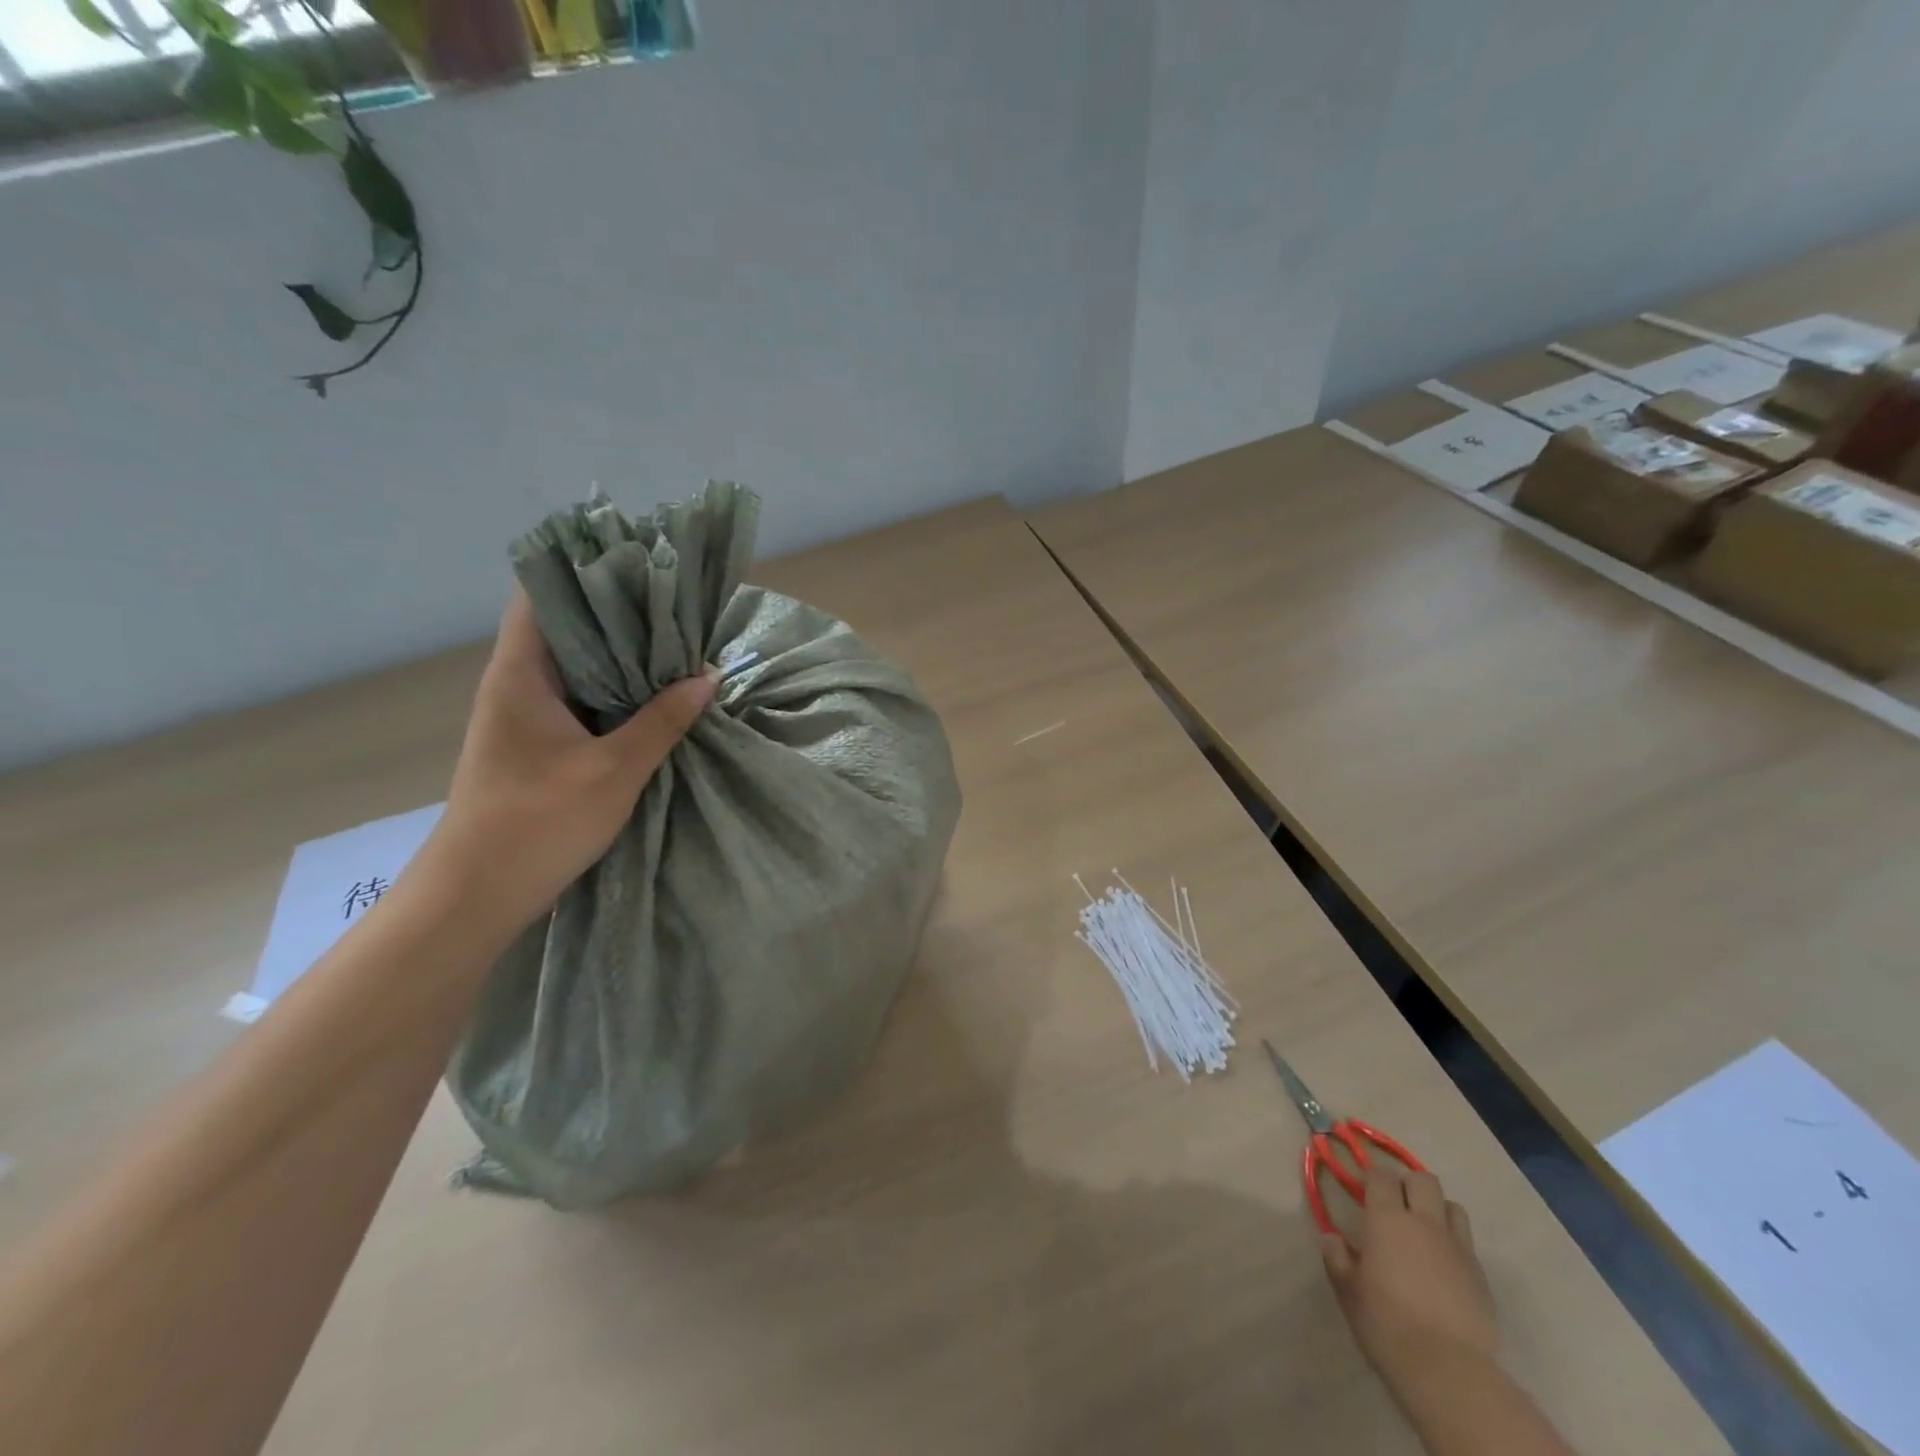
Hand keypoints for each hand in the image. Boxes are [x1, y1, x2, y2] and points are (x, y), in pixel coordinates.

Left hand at [422, 588, 716, 930]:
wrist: (478, 894)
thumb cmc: (538, 823)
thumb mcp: (615, 769)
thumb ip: (664, 719)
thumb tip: (709, 674)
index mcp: (521, 674)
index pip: (542, 595)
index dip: (585, 571)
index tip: (639, 563)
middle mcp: (516, 684)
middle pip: (565, 626)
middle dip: (619, 613)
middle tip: (676, 603)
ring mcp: (524, 715)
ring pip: (576, 665)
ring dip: (621, 655)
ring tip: (676, 640)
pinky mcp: (537, 743)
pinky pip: (580, 698)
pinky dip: (615, 690)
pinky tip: (655, 693)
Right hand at [1321, 1164, 1498, 1393]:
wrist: (1447, 1370)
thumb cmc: (1386, 1323)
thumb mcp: (1348, 1290)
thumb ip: (1337, 1258)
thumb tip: (1331, 1238)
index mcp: (1387, 1219)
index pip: (1382, 1175)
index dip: (1373, 1178)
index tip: (1365, 1193)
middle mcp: (1425, 1223)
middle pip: (1424, 1180)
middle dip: (1409, 1185)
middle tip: (1396, 1208)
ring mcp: (1458, 1249)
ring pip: (1453, 1207)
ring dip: (1438, 1211)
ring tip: (1425, 1233)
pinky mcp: (1481, 1277)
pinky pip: (1468, 1245)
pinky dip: (1455, 1246)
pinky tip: (1444, 1270)